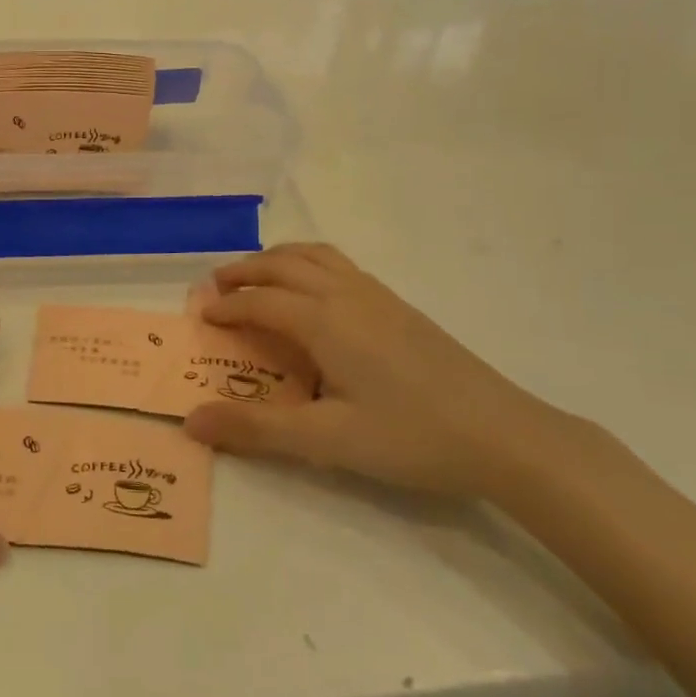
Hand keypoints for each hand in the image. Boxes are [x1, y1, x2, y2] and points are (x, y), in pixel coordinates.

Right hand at [184, 244, 589, 501]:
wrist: (504, 435)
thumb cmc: (411, 437)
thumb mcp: (327, 440)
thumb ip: (256, 428)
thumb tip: (191, 422)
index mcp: (325, 321)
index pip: (261, 301)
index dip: (227, 306)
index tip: (200, 316)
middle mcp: (347, 295)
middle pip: (284, 264)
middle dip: (244, 270)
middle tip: (215, 286)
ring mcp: (378, 296)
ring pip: (316, 256)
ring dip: (278, 259)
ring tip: (257, 277)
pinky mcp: (400, 307)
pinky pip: (340, 266)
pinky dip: (309, 264)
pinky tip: (314, 295)